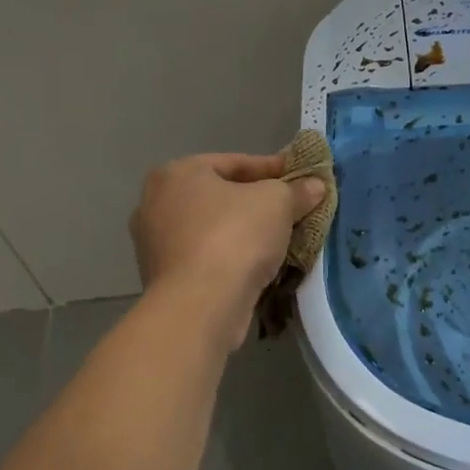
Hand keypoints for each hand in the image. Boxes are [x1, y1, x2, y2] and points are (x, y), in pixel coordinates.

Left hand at [130, 153, 327, 323]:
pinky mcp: (163, 277)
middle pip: (220, 195)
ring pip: (213, 227)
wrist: (199, 306)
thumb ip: (296, 190)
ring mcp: (155, 241)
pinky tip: (258, 264)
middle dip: (256, 201)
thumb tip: (315, 185)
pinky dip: (230, 256)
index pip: (234, 163)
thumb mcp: (276, 203)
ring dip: (244, 231)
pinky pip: (206, 256)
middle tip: (292, 207)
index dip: (273, 168)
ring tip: (281, 237)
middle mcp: (156, 201)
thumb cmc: (234, 237)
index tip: (301, 176)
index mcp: (177, 172)